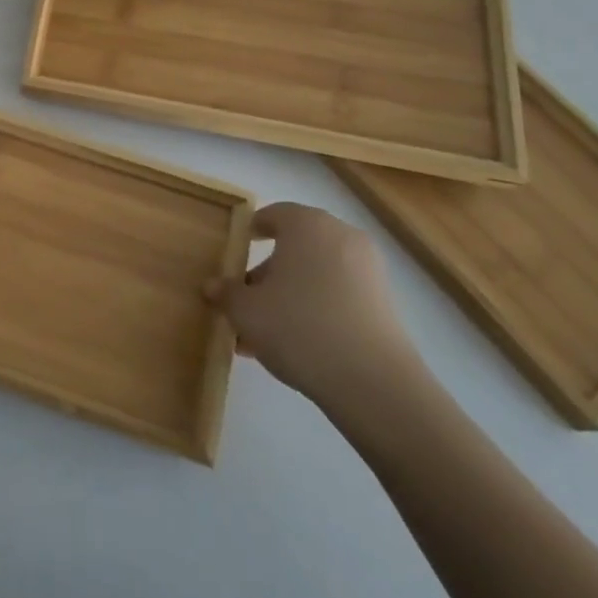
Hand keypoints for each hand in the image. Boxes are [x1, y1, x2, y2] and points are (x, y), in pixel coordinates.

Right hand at [205, 202, 422, 410]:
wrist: (373, 383)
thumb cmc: (298, 326)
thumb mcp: (245, 311)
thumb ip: (226, 293)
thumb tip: (212, 286)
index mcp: (307, 225)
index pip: (274, 214)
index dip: (252, 230)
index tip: (237, 249)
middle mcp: (341, 237)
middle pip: (296, 246)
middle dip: (268, 271)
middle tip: (245, 298)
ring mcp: (368, 271)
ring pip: (316, 274)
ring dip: (290, 294)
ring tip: (264, 332)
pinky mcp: (384, 304)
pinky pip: (338, 295)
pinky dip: (316, 308)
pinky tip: (295, 343)